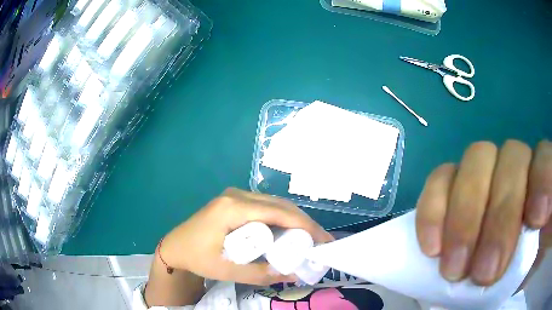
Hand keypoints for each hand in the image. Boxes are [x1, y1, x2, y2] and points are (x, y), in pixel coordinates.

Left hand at [160, 188, 333, 284]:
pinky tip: (289, 231)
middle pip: (280, 205)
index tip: (323, 240)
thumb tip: (294, 274)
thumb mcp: (226, 270)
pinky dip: (282, 218)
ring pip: (275, 204)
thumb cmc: (196, 257)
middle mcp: (237, 195)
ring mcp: (235, 195)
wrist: (175, 246)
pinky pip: (266, 206)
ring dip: (295, 220)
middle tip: (320, 241)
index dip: (305, 225)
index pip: (278, 212)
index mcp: (233, 208)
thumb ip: (260, 274)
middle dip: (304, 223)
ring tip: (309, 238)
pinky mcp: (235, 201)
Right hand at [415, 140, 551, 285]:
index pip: (546, 158)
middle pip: (511, 159)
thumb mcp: (541, 253)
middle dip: (498, 217)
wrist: (498, 276)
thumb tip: (543, 218)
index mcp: (544, 184)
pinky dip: (434, 207)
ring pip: (475, 161)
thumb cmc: (527, 266)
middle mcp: (520, 168)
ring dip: (463, 216)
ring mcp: (486, 174)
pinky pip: (442, 178)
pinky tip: (431, 245)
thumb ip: (550, 222)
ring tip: (452, 268)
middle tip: (482, 274)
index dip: (542, 179)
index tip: (535, 220)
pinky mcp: (457, 189)